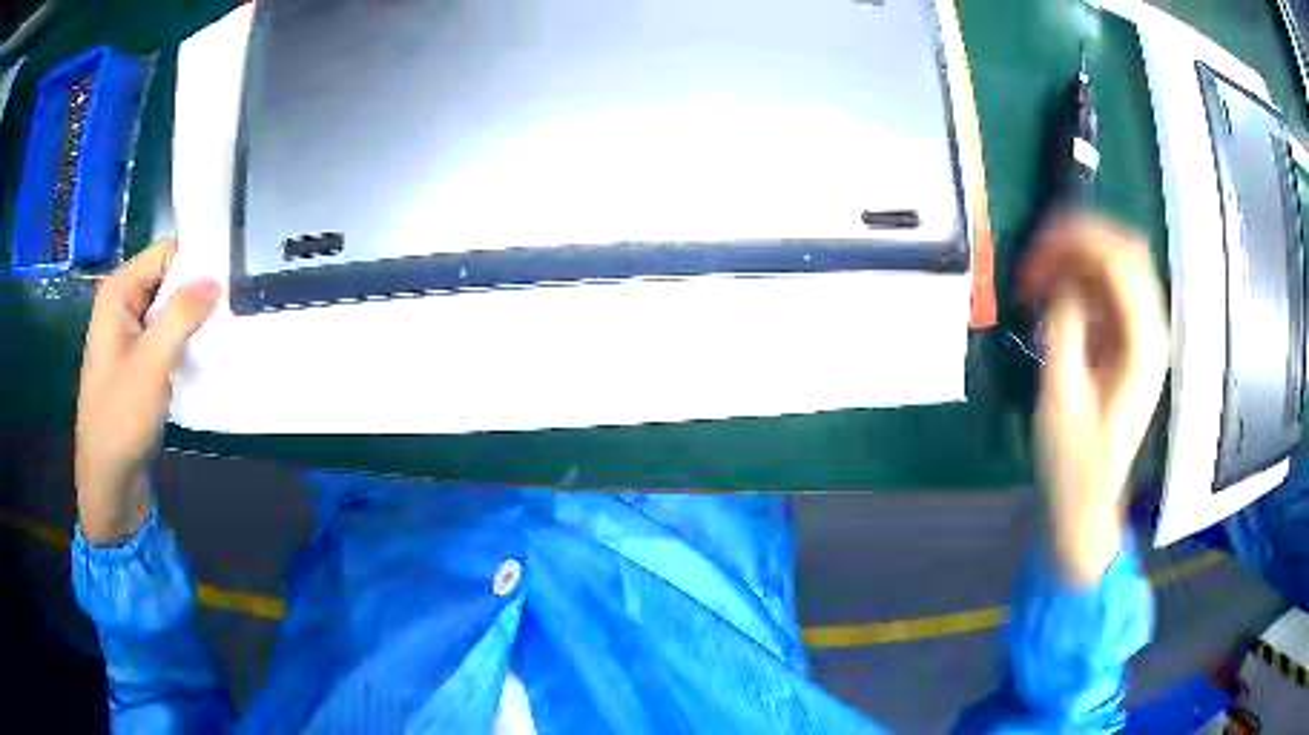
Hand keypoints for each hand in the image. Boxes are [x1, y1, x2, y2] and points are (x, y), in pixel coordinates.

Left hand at [75, 240, 220, 544]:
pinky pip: (164, 336)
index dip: (195, 262)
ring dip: (192, 321)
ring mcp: (128, 334)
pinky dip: (183, 343)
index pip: (165, 253)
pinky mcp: (136, 361)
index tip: (228, 282)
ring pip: (168, 310)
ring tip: (223, 333)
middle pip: (167, 279)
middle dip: (196, 293)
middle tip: (231, 311)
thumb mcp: (152, 363)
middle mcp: (122, 304)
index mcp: (118, 292)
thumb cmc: (121, 418)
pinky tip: (203, 357)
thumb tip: (216, 278)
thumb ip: (181, 314)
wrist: (108, 481)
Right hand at [1021, 216, 1168, 584]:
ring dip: (1078, 258)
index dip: (1080, 240)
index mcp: (1143, 346)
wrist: (1087, 504)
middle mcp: (1151, 332)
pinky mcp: (1128, 342)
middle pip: (1125, 253)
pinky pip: (1109, 290)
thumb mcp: (1061, 400)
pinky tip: (1053, 295)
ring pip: (1118, 265)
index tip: (1037, 249)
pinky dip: (1080, 280)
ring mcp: (1143, 336)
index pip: (1122, 262)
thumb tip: (1060, 282)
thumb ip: (1064, 331)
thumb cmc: (1073, 465)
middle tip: (1036, 258)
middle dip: (1079, 241)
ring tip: (1039, 276)